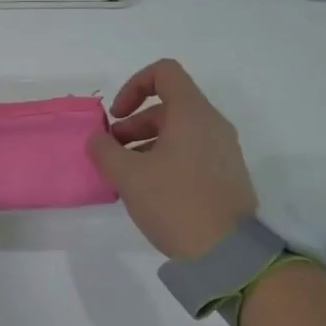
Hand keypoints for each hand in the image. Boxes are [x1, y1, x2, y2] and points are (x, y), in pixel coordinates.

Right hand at [87, 59, 258, 260]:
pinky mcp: (225, 174)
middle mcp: (212, 124)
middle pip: (167, 105)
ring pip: (178, 131)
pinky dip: (164, 159)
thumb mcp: (128, 175)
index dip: (133, 86)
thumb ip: (104, 150)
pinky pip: (190, 152)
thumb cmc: (175, 203)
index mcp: (192, 113)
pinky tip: (147, 190)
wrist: (228, 253)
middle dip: (133, 123)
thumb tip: (97, 139)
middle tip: (111, 153)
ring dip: (145, 144)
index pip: (164, 72)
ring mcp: (223, 150)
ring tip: (125, 175)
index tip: (116, 116)